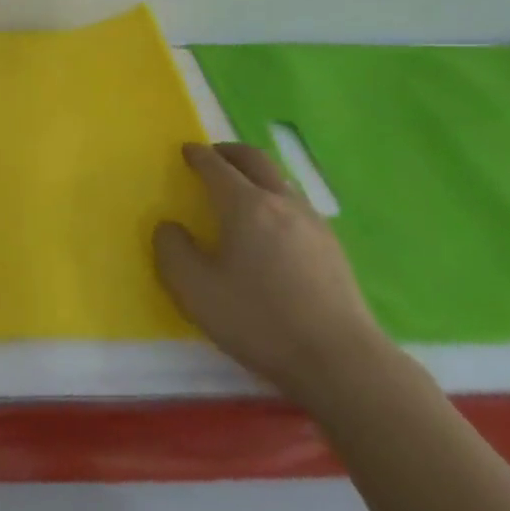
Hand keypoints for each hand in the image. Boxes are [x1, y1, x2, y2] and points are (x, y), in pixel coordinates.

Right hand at [154, 142, 388, 405]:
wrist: (339, 361)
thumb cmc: (258, 319)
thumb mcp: (194, 289)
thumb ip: (171, 250)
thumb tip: (170, 227)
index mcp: (245, 206)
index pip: (216, 166)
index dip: (198, 155)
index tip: (186, 150)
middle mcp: (282, 203)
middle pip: (256, 161)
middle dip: (230, 152)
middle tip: (212, 156)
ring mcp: (314, 224)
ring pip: (281, 181)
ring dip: (256, 175)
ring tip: (240, 190)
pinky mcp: (333, 249)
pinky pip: (297, 206)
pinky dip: (276, 199)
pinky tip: (271, 226)